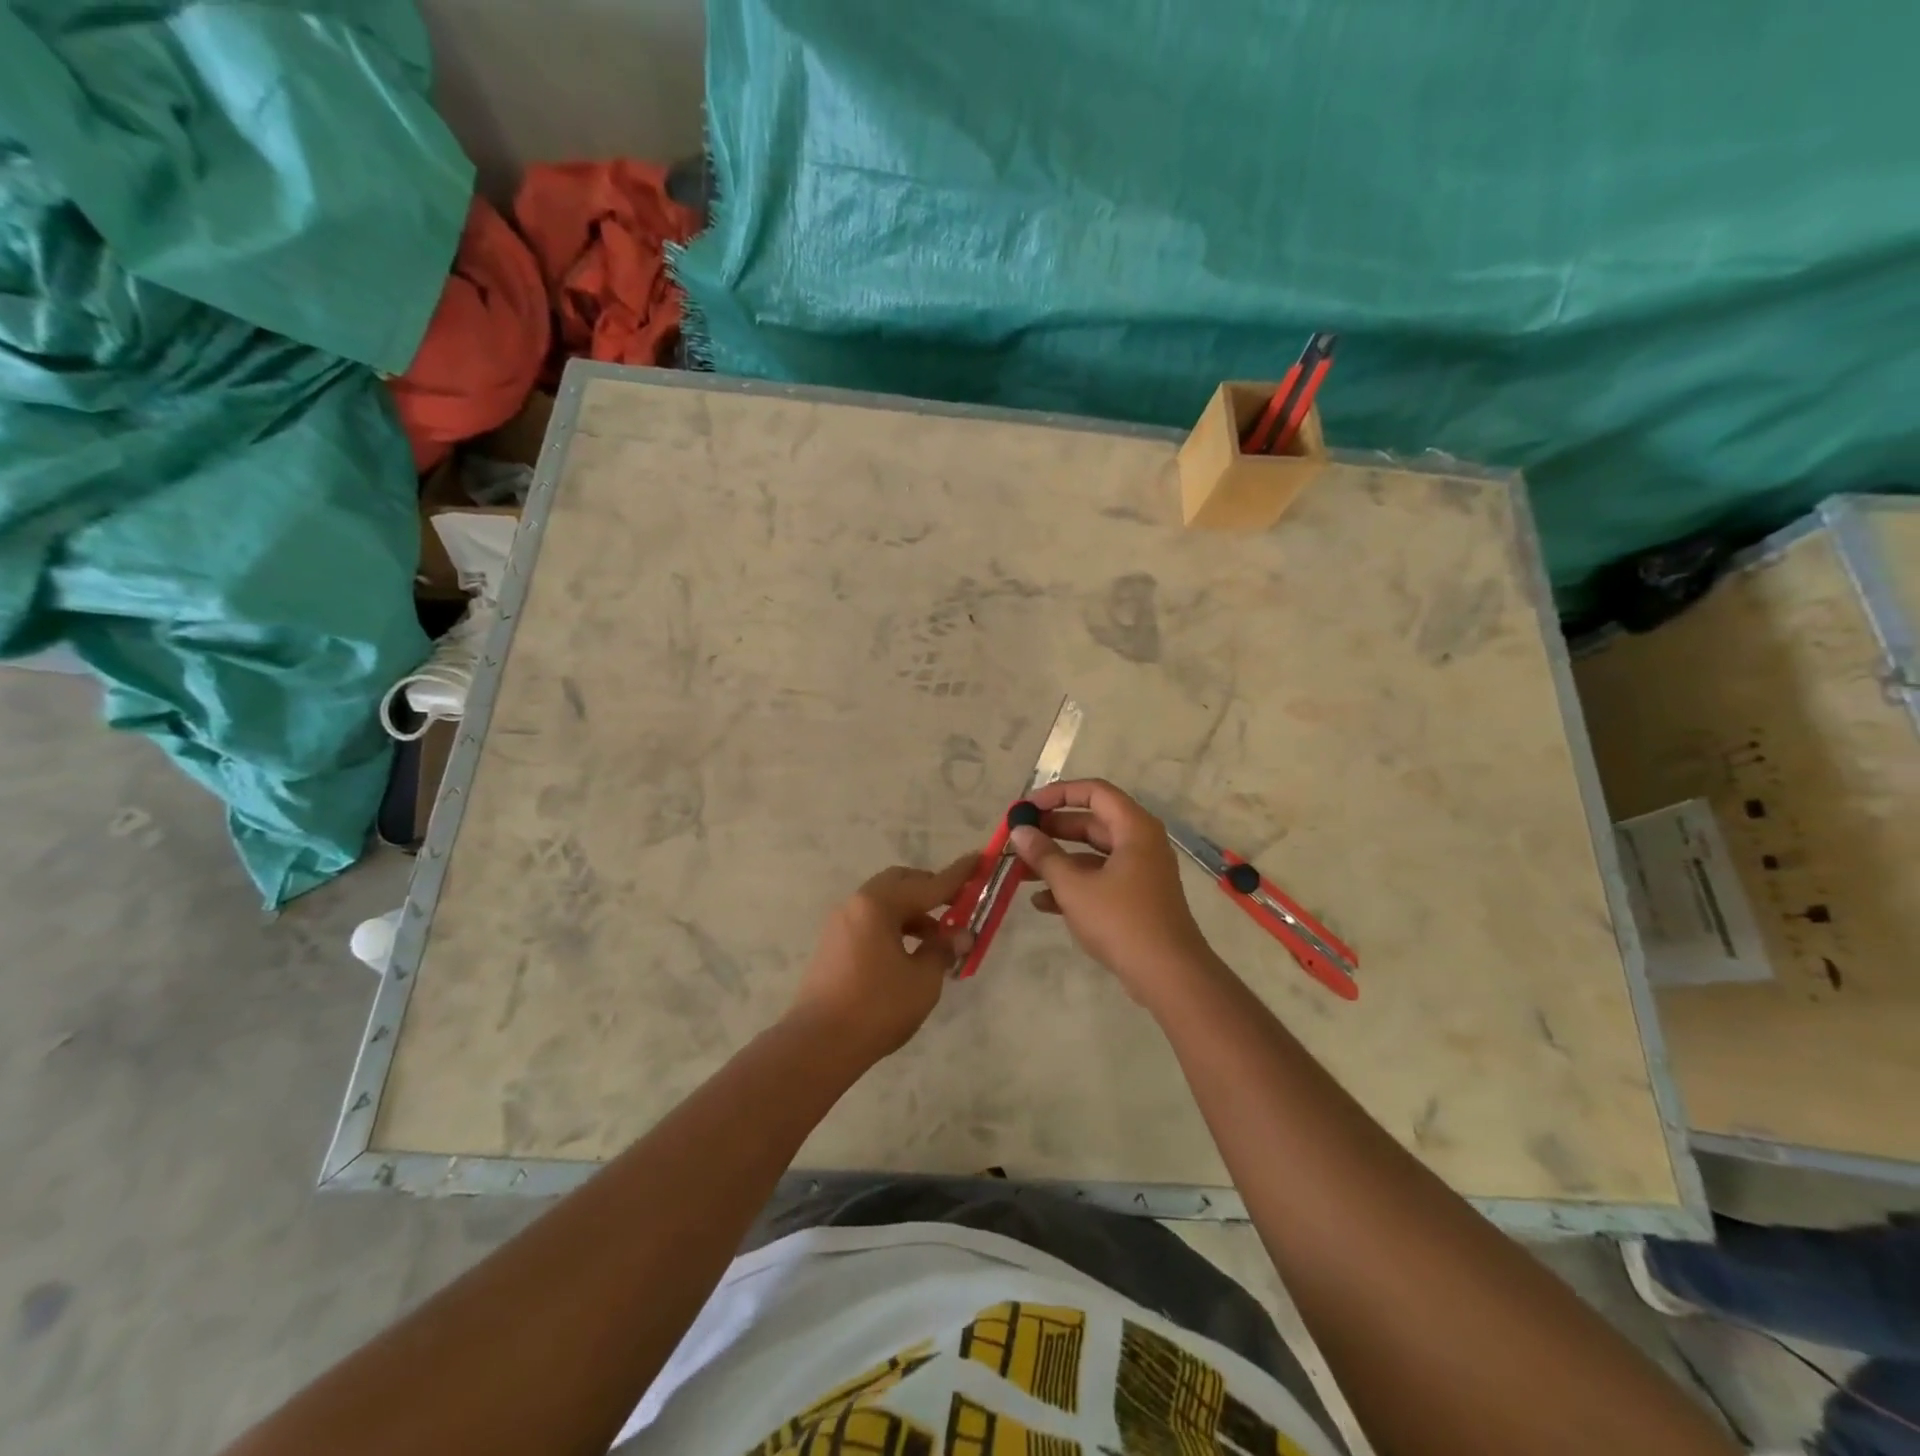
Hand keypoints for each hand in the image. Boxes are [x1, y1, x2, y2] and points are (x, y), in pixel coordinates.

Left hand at [788, 855, 977, 1061]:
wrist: (818, 1045)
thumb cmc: (876, 1008)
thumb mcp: (922, 980)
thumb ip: (943, 950)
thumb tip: (960, 935)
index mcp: (879, 905)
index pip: (928, 885)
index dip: (958, 876)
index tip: (979, 859)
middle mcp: (857, 904)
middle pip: (900, 884)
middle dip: (930, 891)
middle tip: (957, 906)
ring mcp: (841, 924)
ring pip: (884, 904)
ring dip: (913, 913)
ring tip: (937, 939)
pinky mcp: (833, 945)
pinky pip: (871, 922)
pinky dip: (894, 928)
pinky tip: (910, 954)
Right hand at [1009, 779, 1217, 1008]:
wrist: (1168, 975)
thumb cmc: (1121, 921)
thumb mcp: (1074, 886)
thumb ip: (1044, 856)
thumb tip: (1019, 831)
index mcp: (1133, 828)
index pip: (1093, 792)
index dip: (1057, 794)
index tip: (1027, 808)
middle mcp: (1140, 842)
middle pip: (1091, 822)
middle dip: (1053, 830)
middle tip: (1020, 838)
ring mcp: (1140, 872)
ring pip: (1092, 854)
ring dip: (1057, 860)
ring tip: (1020, 871)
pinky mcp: (1136, 898)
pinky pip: (1100, 879)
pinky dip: (1073, 885)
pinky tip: (1041, 902)